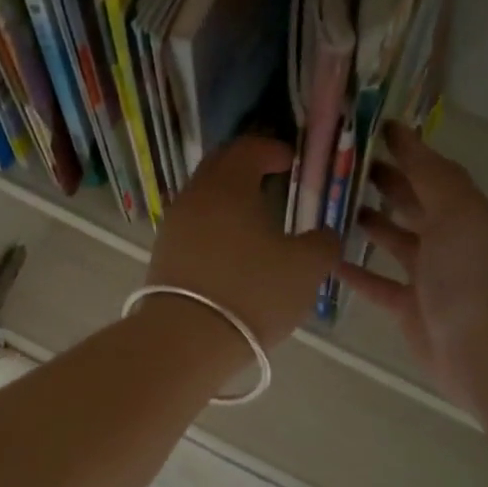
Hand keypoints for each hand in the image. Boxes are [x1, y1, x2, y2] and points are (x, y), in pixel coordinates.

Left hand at [147, 136, 340, 349]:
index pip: (248, 148)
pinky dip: (215, 226)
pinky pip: (193, 227)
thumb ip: (323, 243)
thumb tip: (324, 235)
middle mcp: (194, 196)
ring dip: (228, 199)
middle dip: (246, 167)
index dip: (272, 149)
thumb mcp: (305, 268)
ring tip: (255, 218)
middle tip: (272, 179)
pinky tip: (233, 249)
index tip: (291, 161)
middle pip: (219, 167)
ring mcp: (173, 226)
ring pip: (203, 198)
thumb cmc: (251, 292)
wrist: (185, 338)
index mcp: (228, 185)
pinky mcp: (163, 255)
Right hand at [338, 122, 487, 410]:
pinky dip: (354, 271)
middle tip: (339, 166)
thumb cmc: (470, 273)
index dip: (405, 150)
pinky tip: (326, 259)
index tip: (369, 130)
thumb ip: (429, 174)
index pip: (431, 172)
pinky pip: (376, 283)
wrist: (484, 348)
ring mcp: (428, 276)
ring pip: (392, 241)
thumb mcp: (457, 211)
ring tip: (329, 206)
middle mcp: (448, 240)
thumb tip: (404, 132)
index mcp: (464, 212)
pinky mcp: (408, 307)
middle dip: (382, 183)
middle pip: (411, 203)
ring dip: (366, 222)